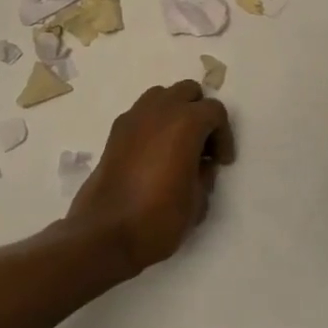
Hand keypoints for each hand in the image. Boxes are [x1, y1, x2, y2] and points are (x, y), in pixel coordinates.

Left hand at [67, 80, 235, 273]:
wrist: (104, 235)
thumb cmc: (158, 218)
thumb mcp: (198, 201)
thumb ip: (205, 174)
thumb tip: (201, 164)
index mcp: (187, 121)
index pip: (215, 111)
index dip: (224, 136)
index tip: (221, 162)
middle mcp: (161, 109)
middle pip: (188, 92)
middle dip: (200, 113)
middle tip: (202, 146)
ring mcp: (134, 117)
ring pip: (162, 96)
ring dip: (175, 112)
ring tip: (177, 143)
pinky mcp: (115, 132)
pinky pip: (141, 114)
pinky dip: (153, 123)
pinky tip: (153, 153)